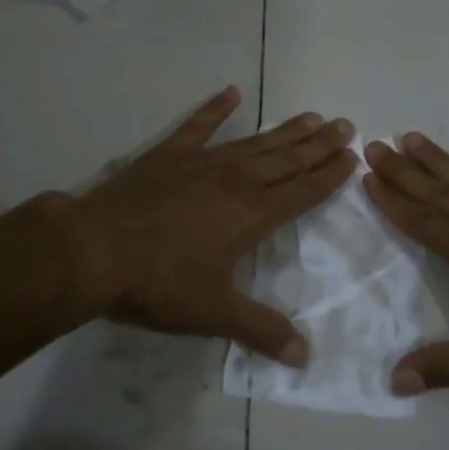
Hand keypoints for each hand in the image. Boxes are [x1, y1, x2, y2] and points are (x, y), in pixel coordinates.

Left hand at [67, 86, 356, 361]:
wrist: (95, 250)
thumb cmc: (159, 283)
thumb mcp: (214, 313)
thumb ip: (261, 330)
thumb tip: (305, 357)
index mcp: (252, 215)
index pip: (302, 192)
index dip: (329, 175)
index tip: (352, 157)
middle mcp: (234, 181)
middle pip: (286, 160)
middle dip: (318, 145)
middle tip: (345, 125)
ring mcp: (200, 163)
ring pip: (253, 143)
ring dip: (283, 130)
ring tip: (310, 116)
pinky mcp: (167, 156)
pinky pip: (197, 126)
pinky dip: (214, 109)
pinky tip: (231, 92)